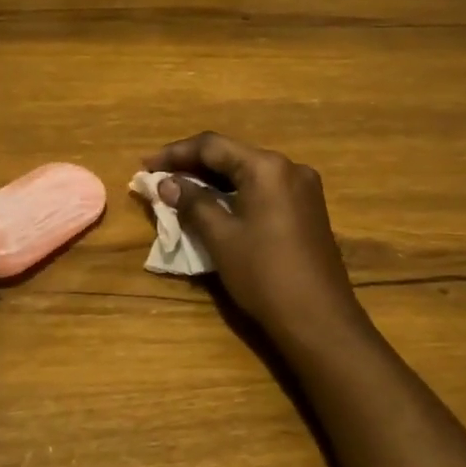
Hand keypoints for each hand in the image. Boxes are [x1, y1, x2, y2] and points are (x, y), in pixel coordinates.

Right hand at [144, 133, 364, 339]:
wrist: (319, 320)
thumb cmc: (265, 275)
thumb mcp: (221, 238)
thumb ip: (192, 203)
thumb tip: (166, 183)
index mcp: (267, 167)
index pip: (212, 146)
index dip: (175, 154)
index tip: (145, 166)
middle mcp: (289, 168)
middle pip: (232, 155)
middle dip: (194, 166)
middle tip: (159, 178)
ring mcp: (304, 189)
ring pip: (248, 173)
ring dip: (214, 180)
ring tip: (181, 191)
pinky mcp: (308, 210)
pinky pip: (264, 189)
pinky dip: (236, 193)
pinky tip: (215, 205)